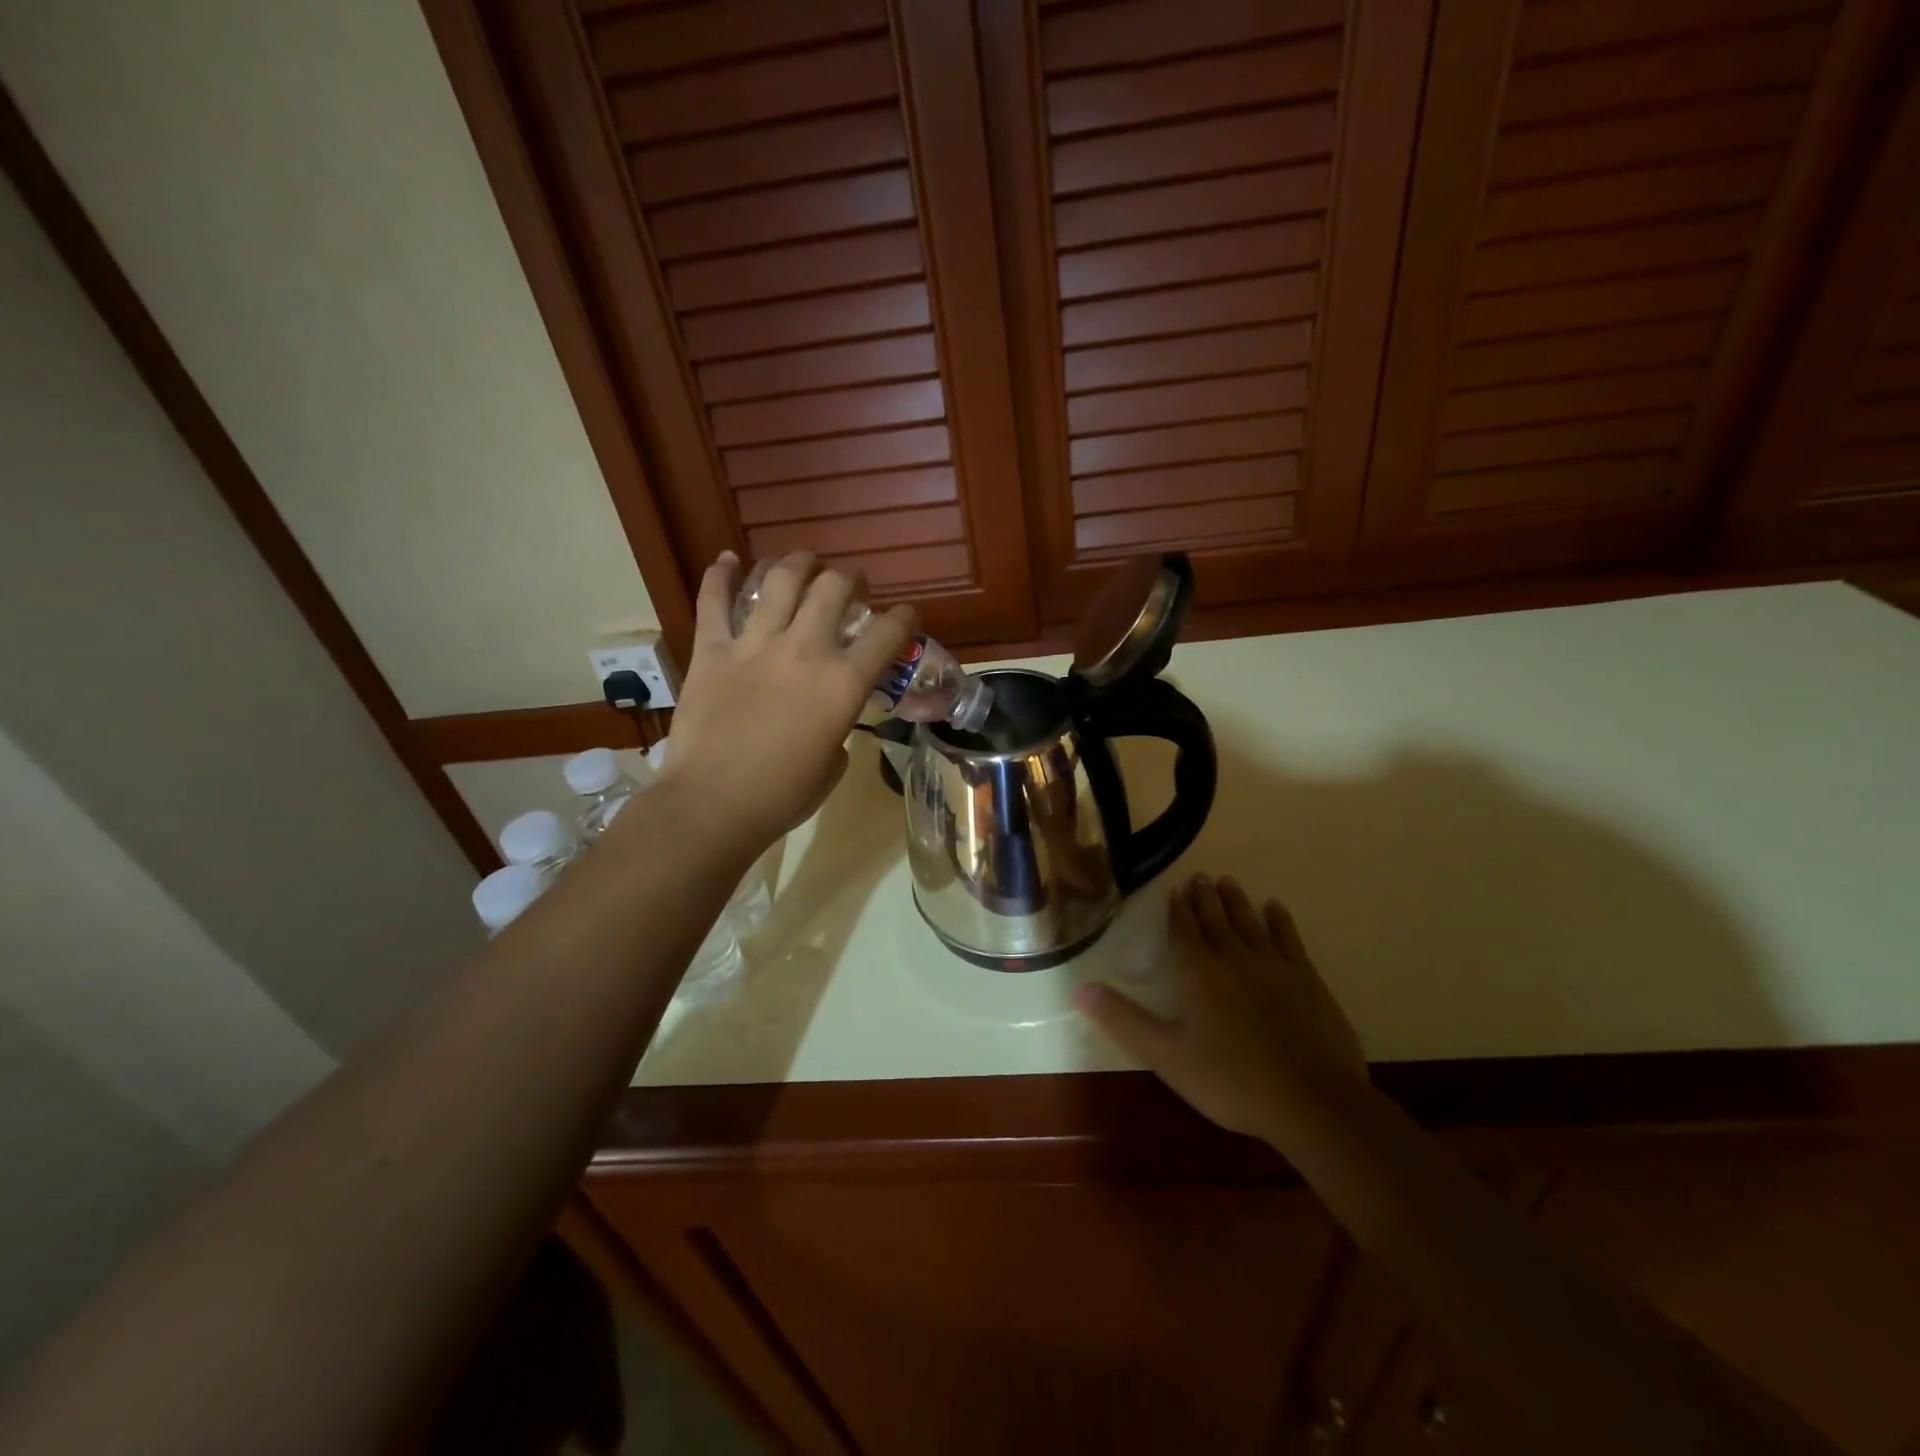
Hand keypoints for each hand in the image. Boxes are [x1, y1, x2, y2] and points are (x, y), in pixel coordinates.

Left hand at [654, 551, 913, 853]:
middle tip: (850, 584)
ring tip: (802, 563)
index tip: (906, 615)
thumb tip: (829, 720)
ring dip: (796, 563)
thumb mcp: (832, 766)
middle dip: (849, 579)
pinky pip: (714, 601)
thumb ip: (838, 731)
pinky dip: (719, 575)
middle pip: (834, 588)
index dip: (904, 618)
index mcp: (844, 683)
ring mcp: (755, 644)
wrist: (714, 804)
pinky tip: (727, 559)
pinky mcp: (712, 650)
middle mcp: (805, 649)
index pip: (887, 634)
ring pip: (779, 580)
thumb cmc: (782, 796)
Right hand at [1075, 874, 1367, 1144]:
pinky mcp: (1307, 979)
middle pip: (1215, 920)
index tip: (1175, 889)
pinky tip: (1274, 908)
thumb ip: (1123, 1020)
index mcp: (1198, 974)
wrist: (1312, 1102)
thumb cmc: (1231, 1080)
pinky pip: (1289, 939)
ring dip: (1236, 901)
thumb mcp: (1166, 1055)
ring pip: (1249, 922)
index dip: (1177, 910)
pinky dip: (1279, 921)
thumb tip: (1080, 988)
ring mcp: (1274, 966)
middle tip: (1199, 876)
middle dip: (1204, 898)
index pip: (1183, 931)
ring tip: (1227, 881)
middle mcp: (1233, 958)